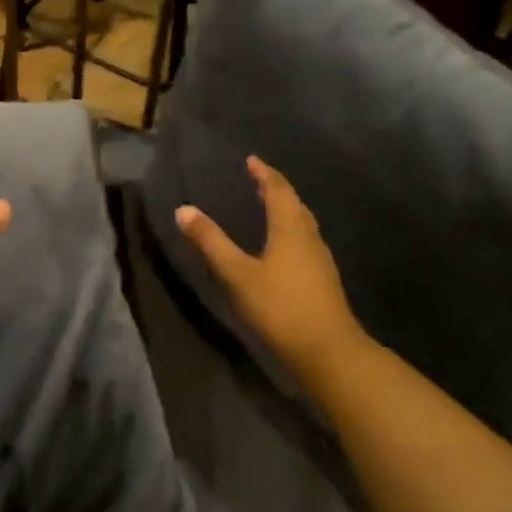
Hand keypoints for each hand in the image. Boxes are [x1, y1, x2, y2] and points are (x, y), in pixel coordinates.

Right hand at [175, 156, 365, 378]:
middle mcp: (309, 237)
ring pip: (303, 223)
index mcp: (290, 229)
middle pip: (294, 204)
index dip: (265, 174)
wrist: (328, 351)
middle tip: (258, 179)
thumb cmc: (280, 307)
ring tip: (268, 206)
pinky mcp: (323, 279)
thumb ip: (211, 242)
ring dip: (286, 209)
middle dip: (276, 189)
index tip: (252, 160)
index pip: (278, 190)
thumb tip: (183, 209)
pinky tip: (282, 245)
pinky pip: (305, 240)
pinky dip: (291, 230)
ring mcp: (320, 259)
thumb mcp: (237, 274)